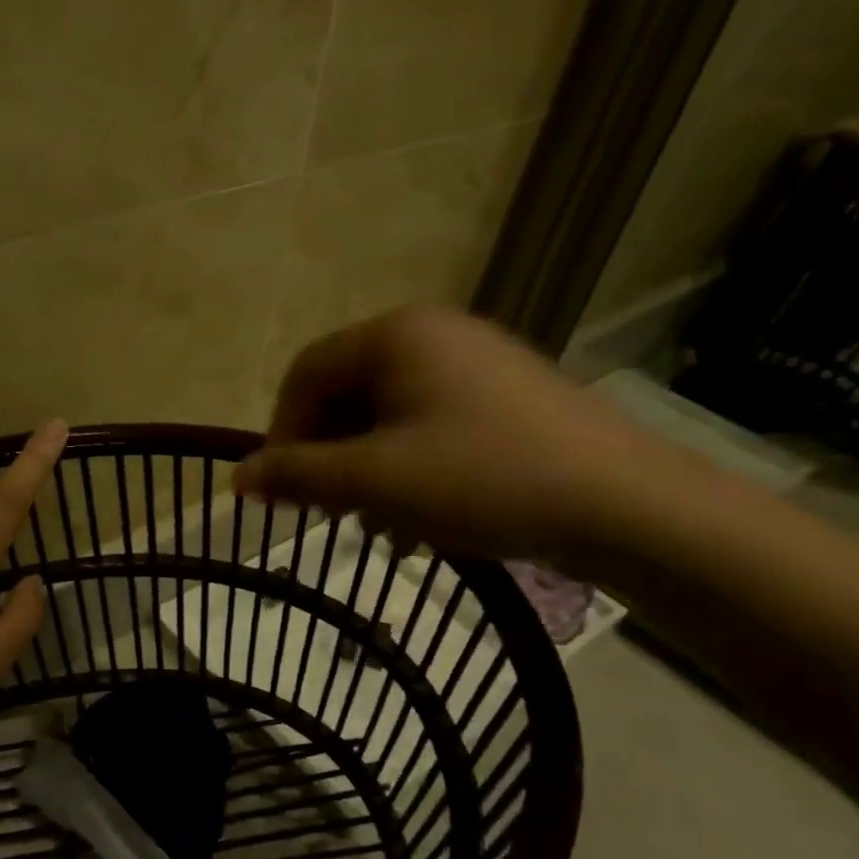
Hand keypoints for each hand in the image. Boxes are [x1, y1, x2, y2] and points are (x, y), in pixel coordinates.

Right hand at [235, 307, 671, 560]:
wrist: (622, 504)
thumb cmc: (481, 478)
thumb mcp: (373, 481)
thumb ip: (297, 474)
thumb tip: (236, 478)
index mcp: (397, 335)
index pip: (306, 372)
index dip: (280, 432)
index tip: (281, 490)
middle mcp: (433, 335)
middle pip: (346, 393)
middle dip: (327, 455)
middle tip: (329, 510)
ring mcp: (474, 366)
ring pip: (385, 416)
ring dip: (365, 470)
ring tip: (377, 523)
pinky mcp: (502, 400)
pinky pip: (427, 427)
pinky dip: (407, 470)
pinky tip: (420, 519)